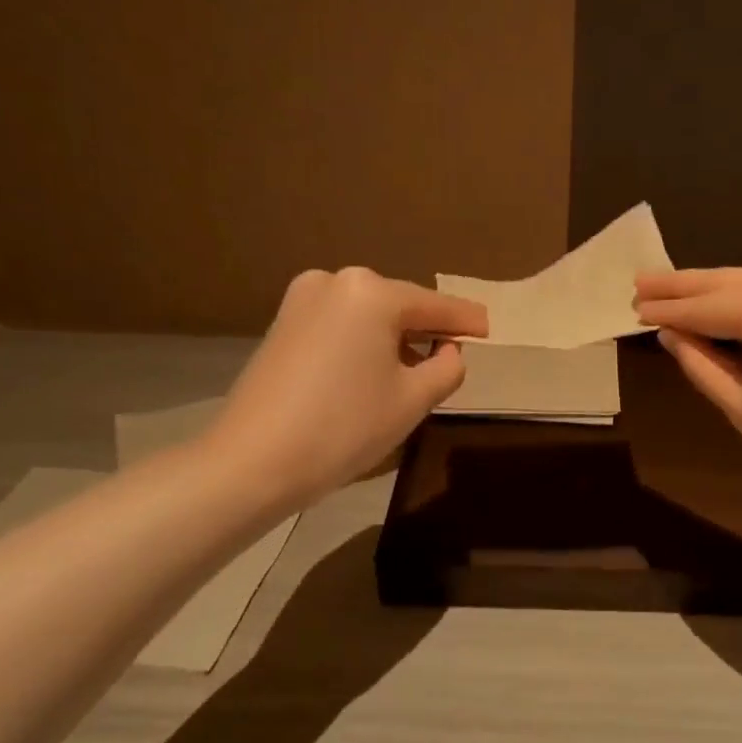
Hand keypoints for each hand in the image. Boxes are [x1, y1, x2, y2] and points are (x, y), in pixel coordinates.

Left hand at [208, 267, 486, 505]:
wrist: (253, 461)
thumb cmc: (345, 427)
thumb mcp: (413, 400)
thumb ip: (446, 366)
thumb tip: (447, 349)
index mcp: (373, 293)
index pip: (436, 305)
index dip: (466, 321)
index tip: (488, 329)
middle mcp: (336, 281)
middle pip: (400, 305)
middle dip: (427, 330)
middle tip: (450, 359)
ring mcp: (302, 299)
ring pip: (368, 316)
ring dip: (394, 338)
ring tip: (411, 373)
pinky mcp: (282, 323)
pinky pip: (341, 326)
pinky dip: (363, 343)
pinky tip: (370, 373)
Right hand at [634, 266, 741, 510]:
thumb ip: (702, 364)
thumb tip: (671, 336)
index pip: (704, 306)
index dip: (667, 310)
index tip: (632, 308)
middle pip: (727, 281)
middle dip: (683, 285)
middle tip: (640, 284)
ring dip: (713, 289)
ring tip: (670, 291)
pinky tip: (720, 304)